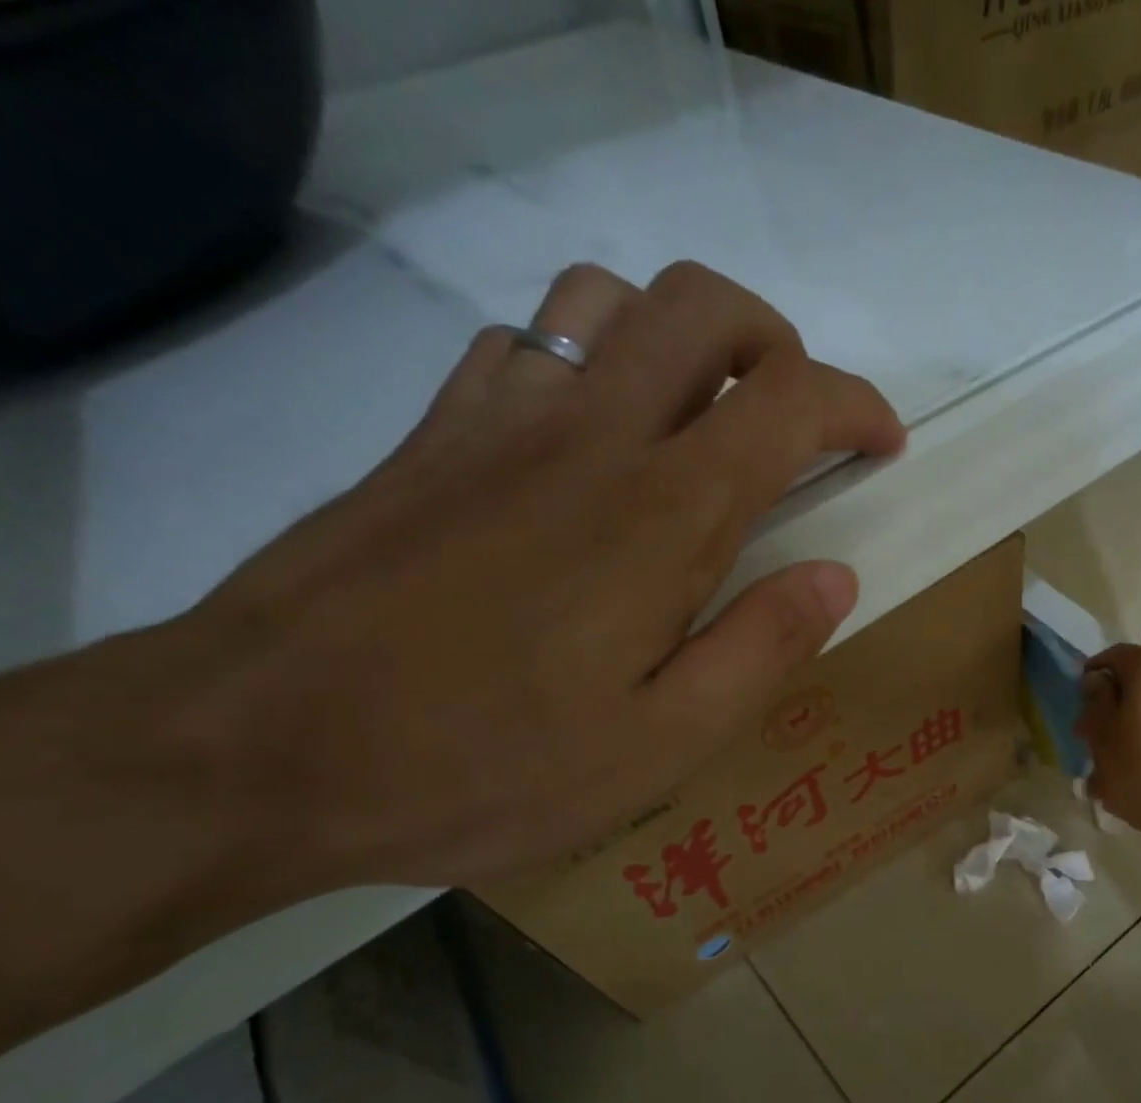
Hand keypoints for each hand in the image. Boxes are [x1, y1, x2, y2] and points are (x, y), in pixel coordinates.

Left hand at [180, 260, 905, 891]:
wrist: (258, 752)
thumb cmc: (486, 765)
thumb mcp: (662, 745)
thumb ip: (762, 649)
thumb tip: (836, 577)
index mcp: (663, 517)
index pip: (788, 401)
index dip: (854, 407)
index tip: (882, 445)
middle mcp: (589, 436)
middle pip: (701, 307)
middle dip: (776, 343)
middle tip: (794, 424)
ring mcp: (499, 422)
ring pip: (606, 299)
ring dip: (677, 339)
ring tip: (696, 424)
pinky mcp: (432, 438)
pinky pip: (524, 343)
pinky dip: (585, 361)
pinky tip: (589, 441)